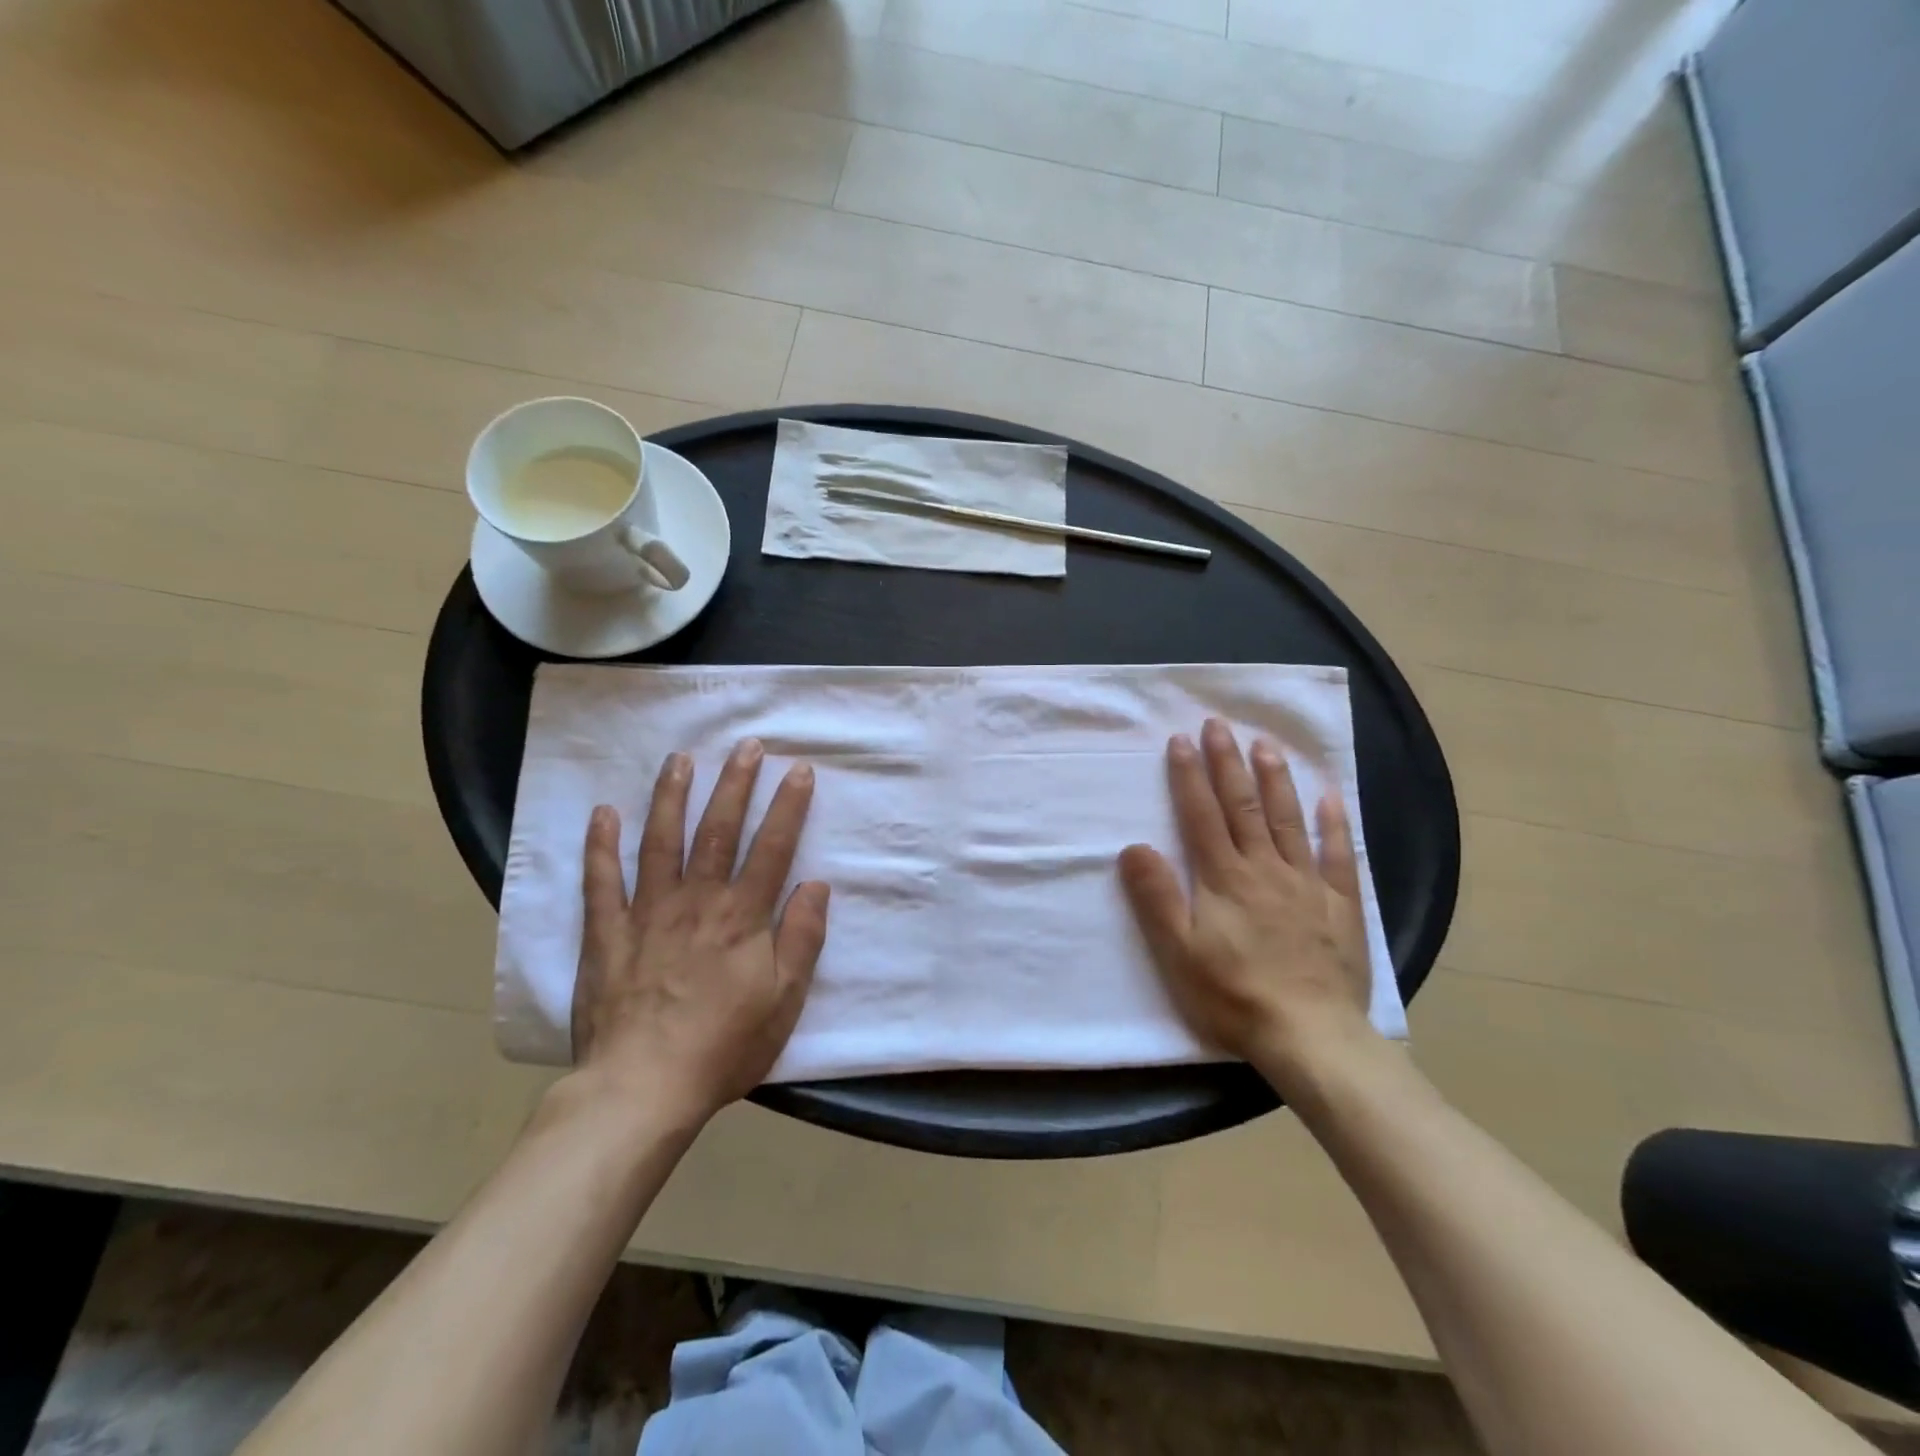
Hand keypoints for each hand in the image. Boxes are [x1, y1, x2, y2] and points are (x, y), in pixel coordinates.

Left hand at [571, 738, 829, 1122]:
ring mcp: (648, 913)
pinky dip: (601, 846)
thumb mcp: (784, 1000)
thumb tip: (817, 885)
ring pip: (662, 842)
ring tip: (680, 759)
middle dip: (736, 784)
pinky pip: (602, 882)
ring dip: (672, 797)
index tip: (799, 770)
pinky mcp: (607, 934)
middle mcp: (697, 901)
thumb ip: (802, 939)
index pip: (772, 848)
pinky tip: (604, 813)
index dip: (788, 807)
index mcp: (742, 917)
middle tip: (747, 746)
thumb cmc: (724, 1046)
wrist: (642, 1088)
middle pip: (719, 831)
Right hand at [1118, 719, 1376, 1091]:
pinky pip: (1339, 856)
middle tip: (1219, 725)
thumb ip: (1156, 897)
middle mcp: (1265, 869)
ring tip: (1266, 744)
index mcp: (1224, 878)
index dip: (1189, 776)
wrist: (1310, 1036)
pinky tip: (1331, 798)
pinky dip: (1334, 824)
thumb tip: (1133, 847)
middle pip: (1243, 806)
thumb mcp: (1179, 952)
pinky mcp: (1340, 906)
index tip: (1181, 740)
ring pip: (1288, 820)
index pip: (1201, 815)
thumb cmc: (1234, 995)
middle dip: (1228, 763)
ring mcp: (1307, 884)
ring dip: (1275, 779)